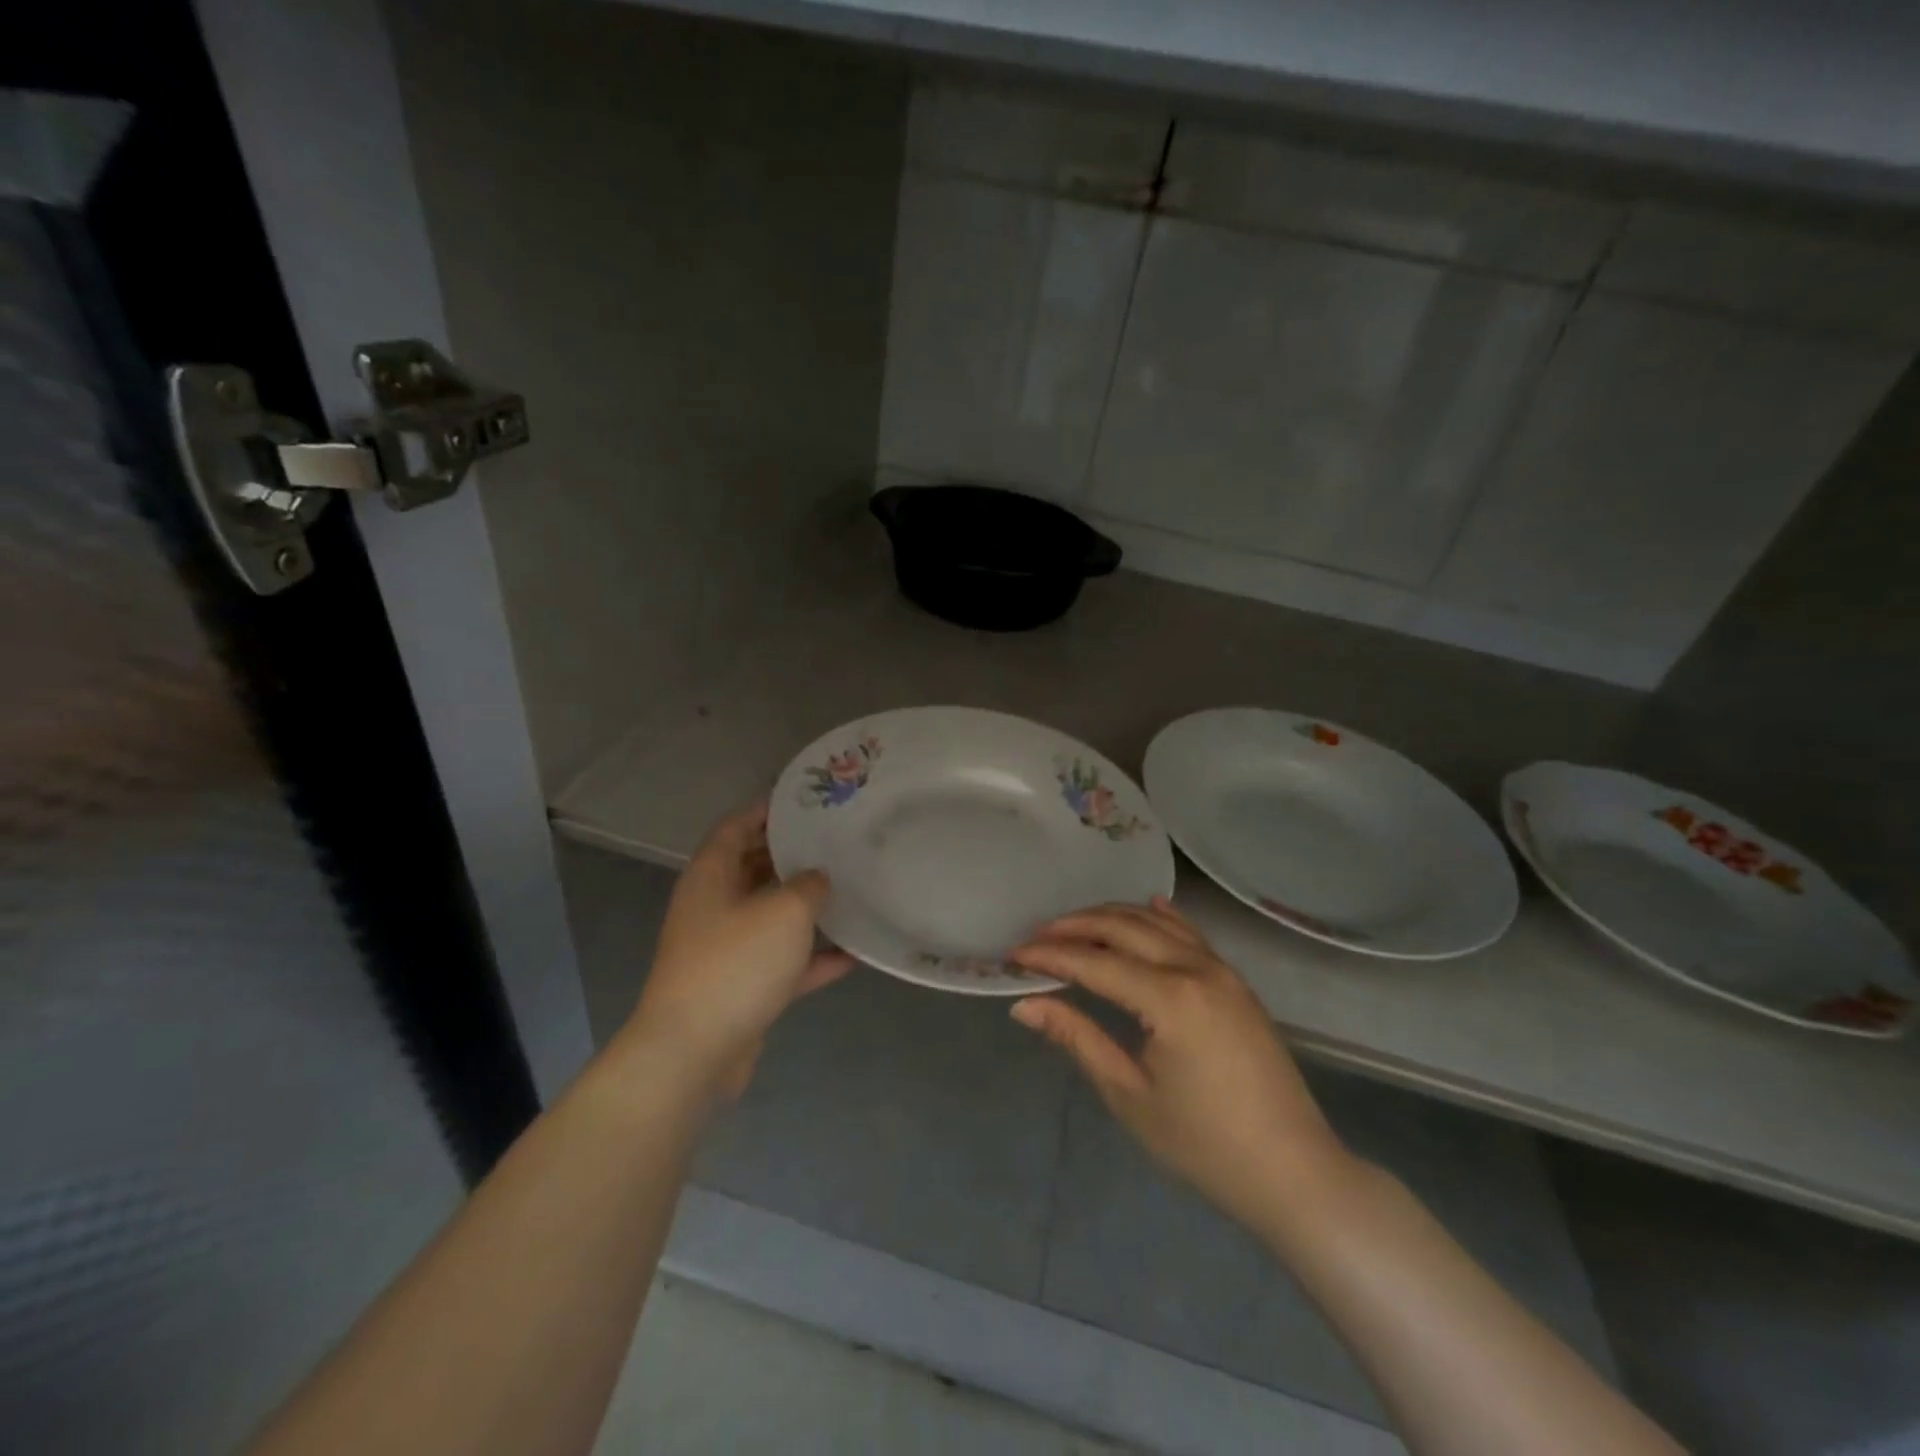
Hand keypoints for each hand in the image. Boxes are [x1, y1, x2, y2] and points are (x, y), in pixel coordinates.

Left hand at [625, 803, 851, 1098]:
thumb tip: (817, 878)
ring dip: (804, 906)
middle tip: (835, 841)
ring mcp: (725, 950)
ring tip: (848, 888)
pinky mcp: (741, 988)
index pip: (735, 827)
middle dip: (790, 855)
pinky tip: (854, 953)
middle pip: (752, 869)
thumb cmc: (736, 963)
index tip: (803, 801)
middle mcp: (714, 908)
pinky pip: (782, 961)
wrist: (694, 1052)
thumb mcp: (784, 911)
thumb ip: (808, 885)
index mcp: (711, 877)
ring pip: (769, 915)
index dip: (765, 810)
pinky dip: (812, 957)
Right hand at [1009, 897, 1349, 1229]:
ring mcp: (1222, 971)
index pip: (1094, 963)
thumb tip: (1024, 1006)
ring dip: (1111, 918)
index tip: (1012, 955)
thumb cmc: (1205, 1145)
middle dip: (1074, 927)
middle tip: (1036, 937)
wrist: (1294, 1172)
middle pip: (1123, 929)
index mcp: (1170, 999)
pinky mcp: (1236, 982)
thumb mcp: (1130, 1096)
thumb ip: (1077, 1038)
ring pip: (1156, 924)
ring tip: (1072, 926)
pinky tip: (1147, 908)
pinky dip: (1162, 918)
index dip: (1049, 956)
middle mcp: (1197, 969)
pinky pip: (1191, 934)